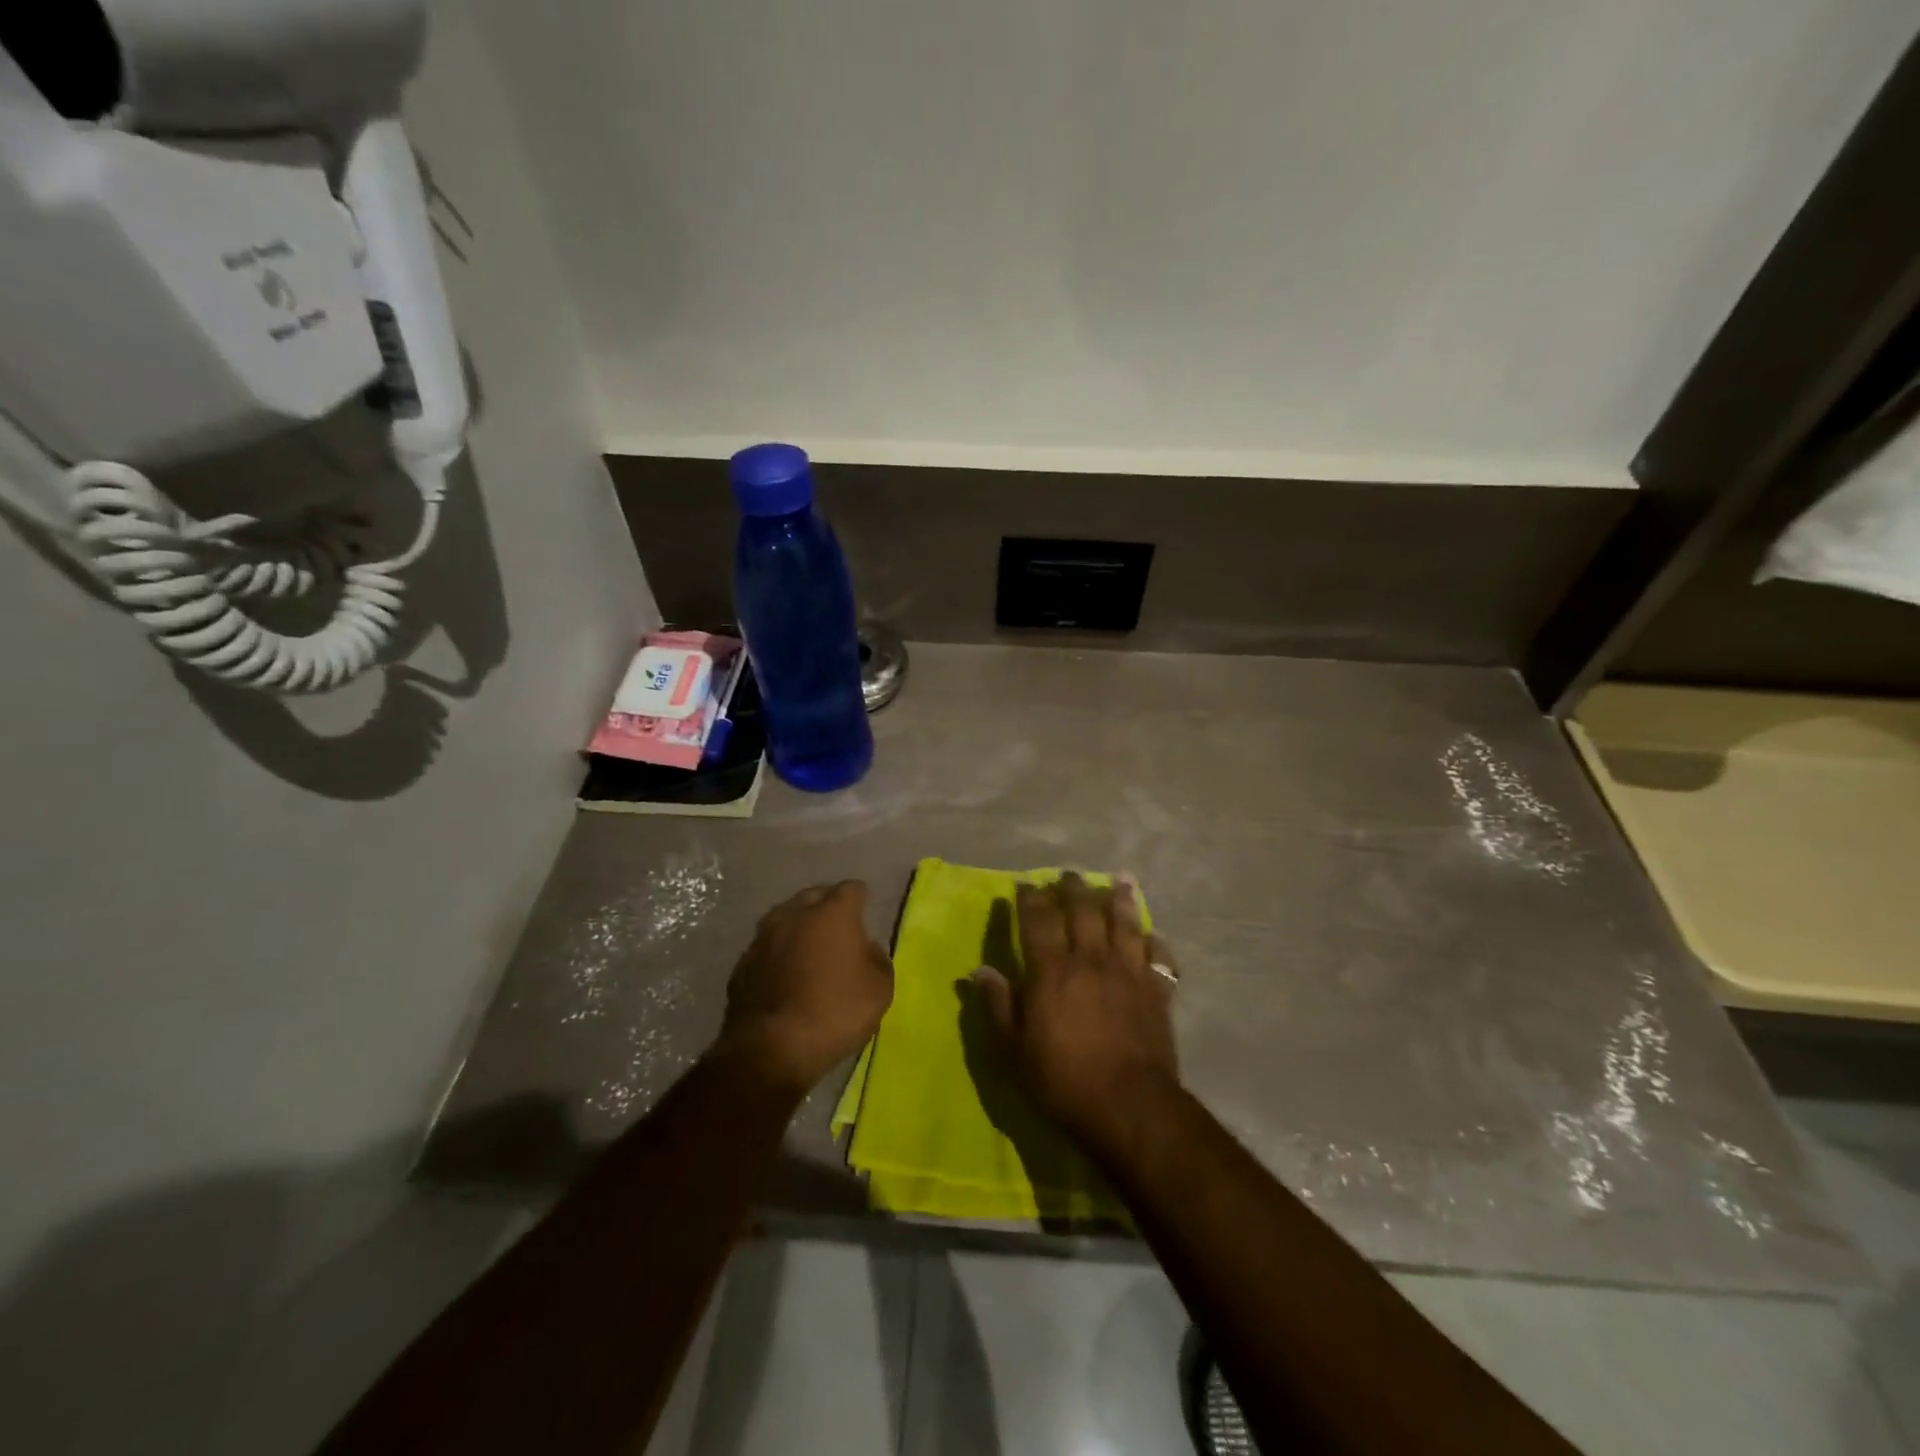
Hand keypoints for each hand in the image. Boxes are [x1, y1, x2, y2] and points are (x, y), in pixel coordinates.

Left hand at [714, 881, 893, 1096]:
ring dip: (798, 929)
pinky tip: (784, 976)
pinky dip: (777, 955)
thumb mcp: (880, 989)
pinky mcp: (742, 965)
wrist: (772, 1049)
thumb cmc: (836, 1012)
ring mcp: (762, 938)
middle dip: (827, 907)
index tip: (865, 914)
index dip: (861, 899)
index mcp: (832, 913)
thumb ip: (877, 959)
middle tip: (839, 931)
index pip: (852, 889)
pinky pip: (766, 949)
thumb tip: (865, 949)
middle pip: (814, 896)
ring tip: (809, 950)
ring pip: (784, 919)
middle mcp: (794, 915)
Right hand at [972, 873, 1181, 1166]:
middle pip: (1083, 911)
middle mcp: (1091, 960)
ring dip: (1119, 899)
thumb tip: (979, 971)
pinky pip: (1159, 957)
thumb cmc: (1063, 1080)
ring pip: (1124, 923)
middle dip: (1074, 888)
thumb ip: (999, 1006)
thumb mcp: (1015, 1050)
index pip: (1038, 920)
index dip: (1031, 898)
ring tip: (1118, 880)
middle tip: (1069, 874)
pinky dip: (1155, 942)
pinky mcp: (1157, 991)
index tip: (1026, 883)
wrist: (1129, 1106)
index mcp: (1052, 970)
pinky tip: (1153, 935)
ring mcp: (1128, 972)